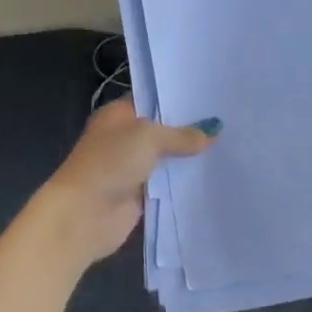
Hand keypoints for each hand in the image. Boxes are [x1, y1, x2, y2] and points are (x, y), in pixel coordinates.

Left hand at [34, 99, 217, 265]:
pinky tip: (212, 175)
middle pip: (162, 130)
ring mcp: (131, 167)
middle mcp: (123, 138)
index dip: (179, 99)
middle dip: (190, 129)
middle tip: (227, 122)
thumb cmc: (110, 163)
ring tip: (228, 146)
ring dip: (189, 157)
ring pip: (167, 158)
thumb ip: (182, 135)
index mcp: (117, 115)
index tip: (211, 97)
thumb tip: (213, 131)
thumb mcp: (149, 138)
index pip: (152, 100)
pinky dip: (184, 182)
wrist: (84, 214)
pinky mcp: (139, 194)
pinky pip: (167, 184)